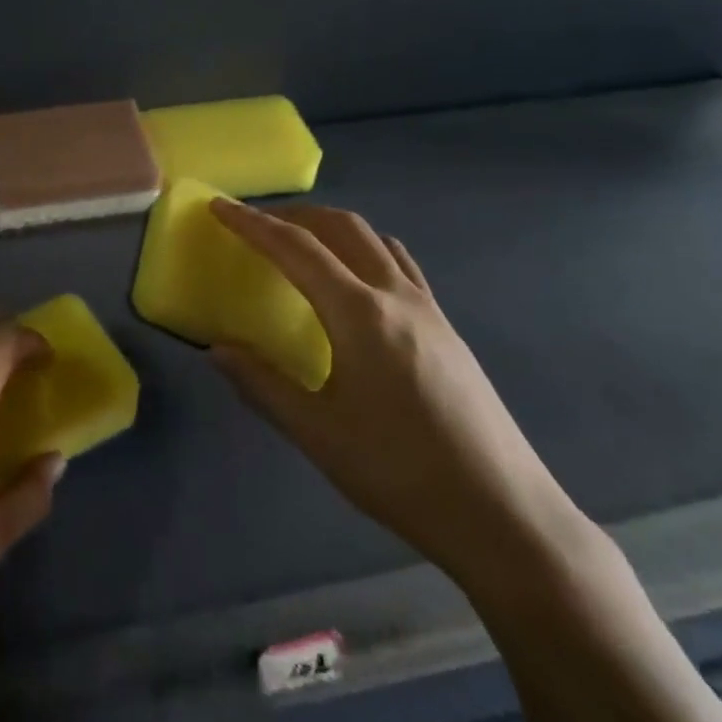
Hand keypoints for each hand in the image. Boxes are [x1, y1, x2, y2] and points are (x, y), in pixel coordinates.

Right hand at [209, 200, 590, 588]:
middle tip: (254, 224)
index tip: (219, 207)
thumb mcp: (318, 434)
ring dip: (330, 227)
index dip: (252, 224)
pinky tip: (354, 280)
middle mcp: (396, 296)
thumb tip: (217, 350)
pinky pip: (399, 263)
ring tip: (299, 243)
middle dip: (292, 215)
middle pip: (340, 227)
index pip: (296, 249)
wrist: (504, 514)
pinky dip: (364, 248)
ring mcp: (428, 308)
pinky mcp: (446, 327)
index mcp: (359, 314)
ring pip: (374, 239)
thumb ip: (263, 384)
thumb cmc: (400, 473)